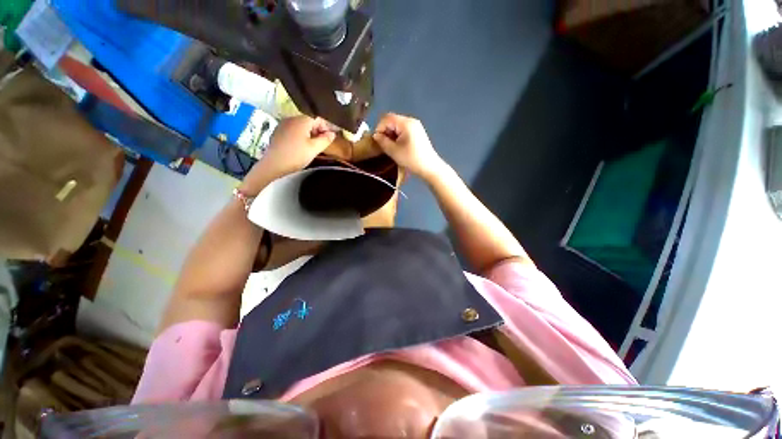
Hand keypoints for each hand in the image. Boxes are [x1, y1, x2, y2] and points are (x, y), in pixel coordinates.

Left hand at [242, 116, 335, 193]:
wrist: (273, 164)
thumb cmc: (296, 155)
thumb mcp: (314, 149)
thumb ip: (325, 140)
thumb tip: (332, 133)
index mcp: (302, 120)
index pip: (318, 118)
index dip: (326, 127)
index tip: (330, 139)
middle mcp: (292, 118)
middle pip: (309, 120)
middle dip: (318, 131)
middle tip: (322, 144)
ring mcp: (283, 124)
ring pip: (301, 125)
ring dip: (310, 134)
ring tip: (312, 146)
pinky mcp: (279, 131)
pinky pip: (294, 130)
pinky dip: (300, 135)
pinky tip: (301, 147)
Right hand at [372, 113, 445, 180]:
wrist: (429, 167)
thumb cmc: (411, 159)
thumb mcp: (393, 151)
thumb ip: (382, 141)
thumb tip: (376, 135)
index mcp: (406, 123)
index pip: (386, 118)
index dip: (379, 128)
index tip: (377, 140)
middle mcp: (411, 121)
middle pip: (392, 120)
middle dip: (385, 131)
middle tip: (383, 144)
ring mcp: (415, 126)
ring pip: (397, 125)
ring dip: (391, 134)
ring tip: (390, 146)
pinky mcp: (417, 132)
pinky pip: (403, 129)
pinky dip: (397, 135)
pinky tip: (398, 146)